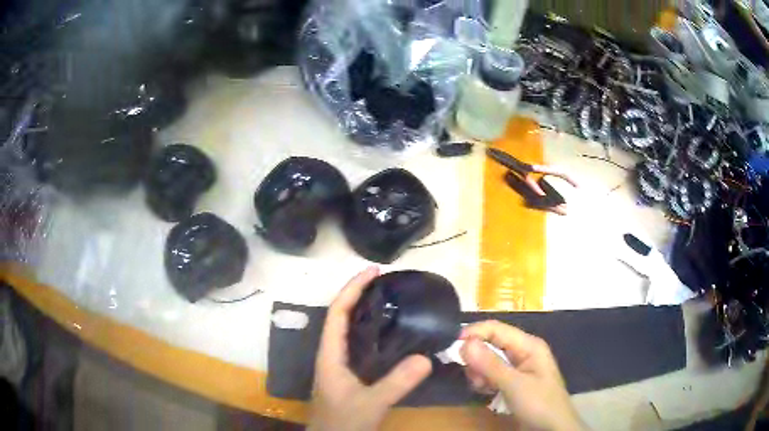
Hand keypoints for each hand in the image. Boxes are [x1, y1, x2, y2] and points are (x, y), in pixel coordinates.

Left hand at [308, 267, 432, 430]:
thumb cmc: (343, 422)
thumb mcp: (371, 404)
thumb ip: (396, 383)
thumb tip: (426, 357)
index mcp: (330, 355)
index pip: (337, 312)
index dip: (352, 289)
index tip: (373, 271)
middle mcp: (331, 353)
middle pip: (341, 315)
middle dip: (358, 294)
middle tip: (384, 281)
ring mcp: (338, 363)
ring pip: (347, 329)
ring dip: (363, 310)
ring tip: (388, 298)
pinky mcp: (347, 373)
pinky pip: (357, 343)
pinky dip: (370, 329)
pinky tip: (388, 333)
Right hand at [459, 321, 583, 430]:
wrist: (553, 429)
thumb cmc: (539, 403)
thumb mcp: (514, 385)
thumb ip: (490, 364)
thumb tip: (463, 343)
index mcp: (528, 345)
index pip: (496, 329)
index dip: (474, 333)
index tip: (451, 346)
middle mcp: (523, 352)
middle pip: (491, 344)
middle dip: (477, 358)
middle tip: (472, 376)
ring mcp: (518, 367)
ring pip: (488, 361)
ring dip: (480, 373)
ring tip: (482, 388)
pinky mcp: (513, 382)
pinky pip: (492, 374)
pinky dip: (484, 381)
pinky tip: (486, 392)